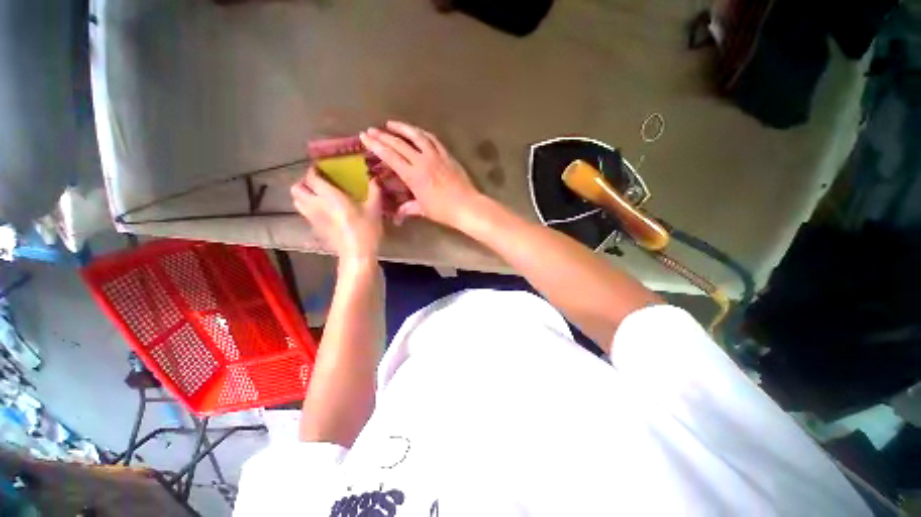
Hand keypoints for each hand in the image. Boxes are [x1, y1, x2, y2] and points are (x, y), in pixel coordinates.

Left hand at [291, 167, 382, 265]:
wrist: (357, 253)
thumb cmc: (366, 229)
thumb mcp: (374, 209)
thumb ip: (374, 191)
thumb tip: (374, 179)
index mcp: (329, 196)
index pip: (311, 177)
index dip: (314, 170)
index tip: (322, 168)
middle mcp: (316, 204)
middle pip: (296, 189)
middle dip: (304, 183)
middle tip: (318, 183)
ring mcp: (312, 217)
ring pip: (297, 201)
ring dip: (303, 195)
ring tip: (317, 195)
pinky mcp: (315, 228)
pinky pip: (304, 213)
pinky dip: (308, 207)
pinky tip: (323, 210)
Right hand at [359, 121, 480, 227]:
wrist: (467, 206)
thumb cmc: (444, 211)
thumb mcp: (423, 210)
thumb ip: (409, 208)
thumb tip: (398, 214)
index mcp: (413, 176)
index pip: (390, 156)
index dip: (376, 145)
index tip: (365, 137)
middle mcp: (422, 161)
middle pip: (399, 144)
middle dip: (383, 135)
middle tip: (372, 130)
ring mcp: (436, 156)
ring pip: (416, 136)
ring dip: (402, 128)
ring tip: (391, 124)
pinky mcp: (447, 155)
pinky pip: (433, 139)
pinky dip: (422, 133)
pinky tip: (417, 132)